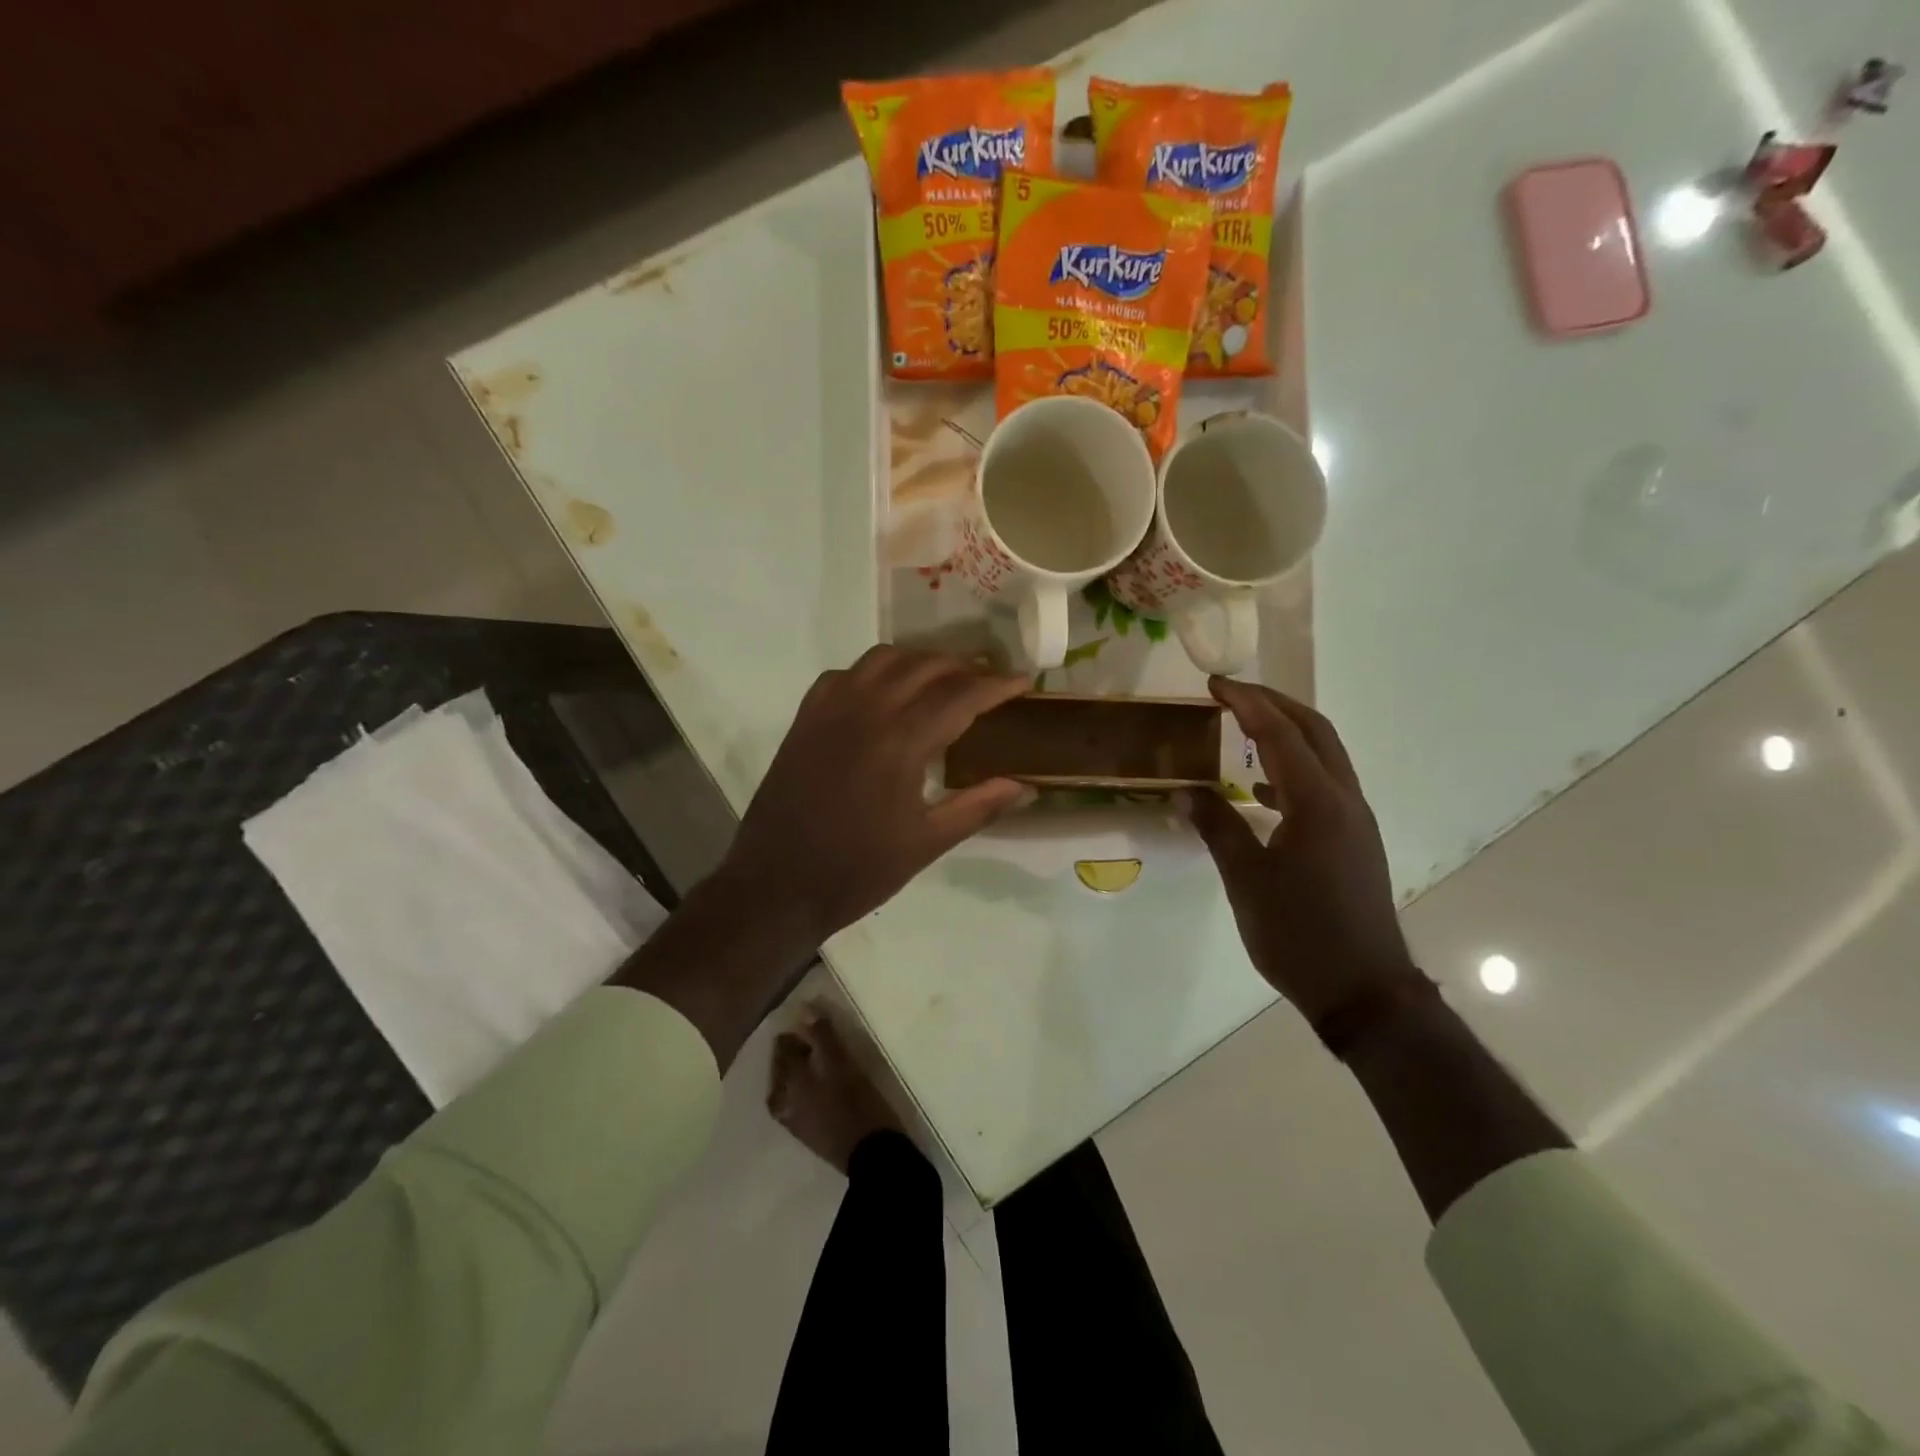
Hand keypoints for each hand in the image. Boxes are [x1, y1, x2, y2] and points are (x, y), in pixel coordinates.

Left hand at [719, 646, 1032, 942]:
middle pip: (925, 666)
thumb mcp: (927, 843)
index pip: (960, 695)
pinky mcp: (805, 718)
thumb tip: (1026, 787)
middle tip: (989, 683)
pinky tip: (885, 695)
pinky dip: (875, 672)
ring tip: (943, 681)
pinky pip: (846, 674)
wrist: (776, 885)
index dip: (997, 684)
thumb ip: (979, 806)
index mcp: (901, 742)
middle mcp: (866, 711)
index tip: (1025, 680)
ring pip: (883, 659)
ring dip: (920, 661)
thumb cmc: (857, 870)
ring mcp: (830, 710)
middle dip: (964, 668)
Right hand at [1183, 678, 1420, 1026]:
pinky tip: (1260, 789)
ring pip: (1324, 756)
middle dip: (1274, 704)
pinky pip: (1324, 785)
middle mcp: (1344, 800)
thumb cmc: (1299, 933)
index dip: (1247, 703)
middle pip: (1315, 731)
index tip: (1215, 684)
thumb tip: (1185, 792)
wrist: (1362, 989)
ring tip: (1244, 728)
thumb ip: (1217, 828)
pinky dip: (1293, 769)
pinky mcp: (1354, 840)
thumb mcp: (1246, 879)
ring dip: (1287, 732)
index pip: (1281, 734)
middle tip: (1231, 694)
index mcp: (1318, 803)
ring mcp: (1354, 820)